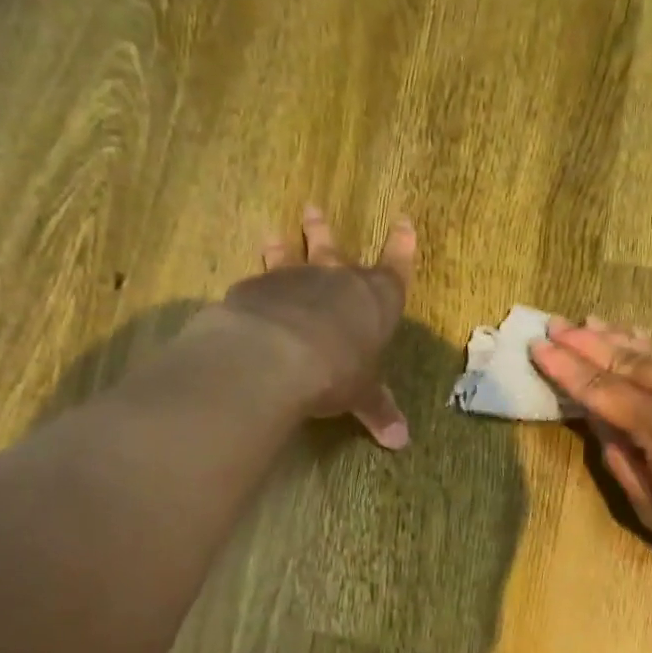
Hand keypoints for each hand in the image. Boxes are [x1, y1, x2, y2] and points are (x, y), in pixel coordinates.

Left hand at [219, 207, 415, 447]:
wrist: (277, 354)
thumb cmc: (337, 370)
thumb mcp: (361, 394)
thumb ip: (377, 411)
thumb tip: (401, 443)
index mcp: (374, 301)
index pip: (395, 268)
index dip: (401, 247)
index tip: (403, 221)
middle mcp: (336, 280)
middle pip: (334, 249)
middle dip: (325, 231)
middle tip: (313, 210)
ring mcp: (294, 279)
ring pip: (290, 256)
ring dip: (285, 244)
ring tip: (274, 233)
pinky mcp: (257, 288)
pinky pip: (258, 280)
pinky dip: (256, 281)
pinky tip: (248, 284)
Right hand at [531, 319, 651, 605]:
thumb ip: (623, 462)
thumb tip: (601, 425)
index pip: (602, 390)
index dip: (566, 369)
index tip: (539, 347)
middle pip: (629, 361)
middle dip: (588, 342)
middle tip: (558, 324)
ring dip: (624, 337)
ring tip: (594, 322)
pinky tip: (649, 340)